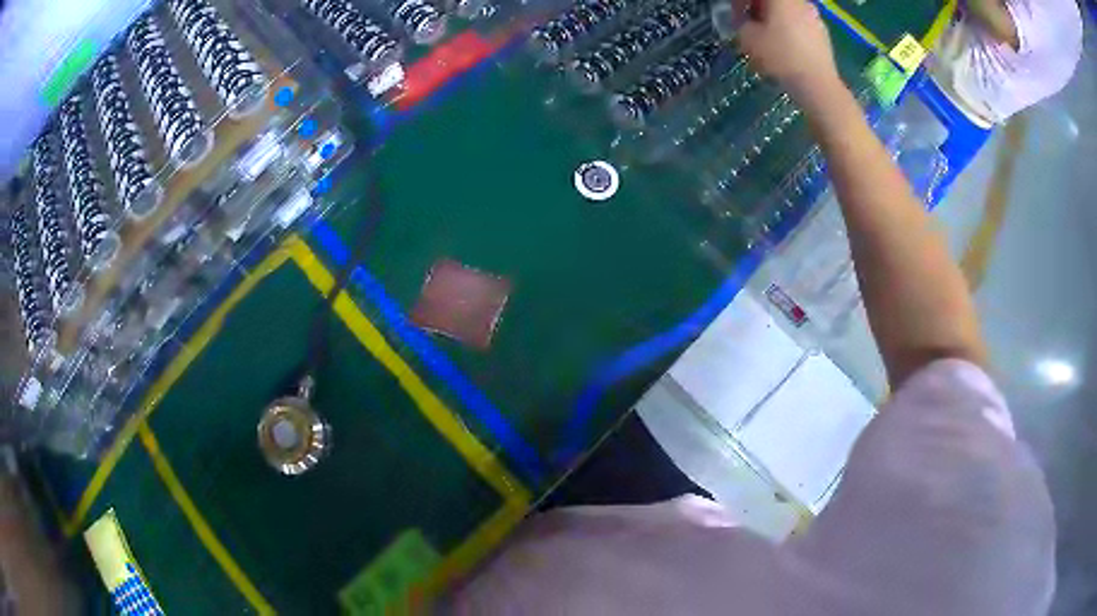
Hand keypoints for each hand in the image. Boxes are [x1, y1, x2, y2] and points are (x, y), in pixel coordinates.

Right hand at [735, 0, 842, 101]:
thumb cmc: (781, 56)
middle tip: (749, 27)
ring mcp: (814, 17)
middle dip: (758, 11)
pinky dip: (789, 31)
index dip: (740, 3)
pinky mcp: (823, 34)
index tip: (736, 19)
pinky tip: (785, 50)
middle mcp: (800, 2)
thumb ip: (741, 23)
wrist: (818, 85)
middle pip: (773, 2)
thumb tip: (745, 22)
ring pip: (787, 12)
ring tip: (767, 41)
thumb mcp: (748, 38)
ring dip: (774, 21)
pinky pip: (800, 25)